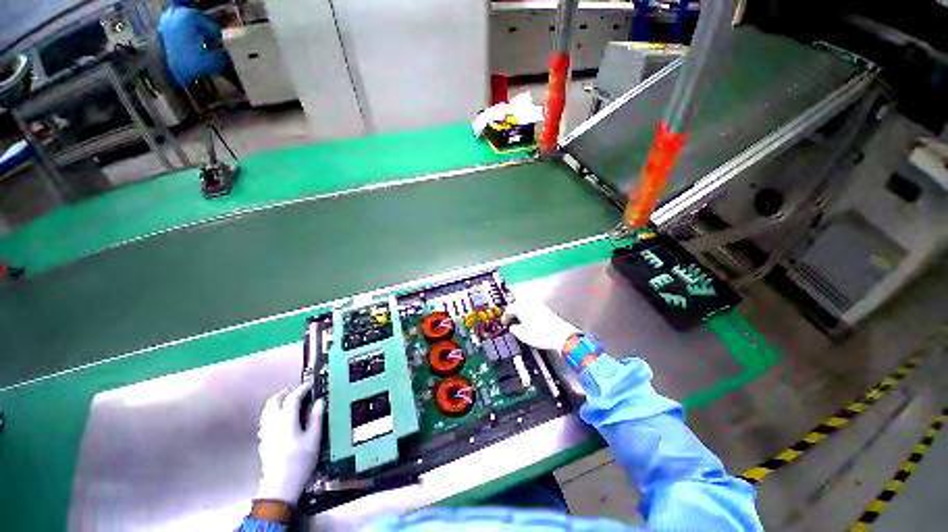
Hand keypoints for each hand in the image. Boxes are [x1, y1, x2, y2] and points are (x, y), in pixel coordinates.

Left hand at [256, 382, 324, 504]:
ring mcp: (266, 432)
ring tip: (289, 404)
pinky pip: (266, 421)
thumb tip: (319, 402)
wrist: (281, 485)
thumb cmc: (301, 460)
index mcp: (286, 419)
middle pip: (274, 401)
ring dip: (277, 403)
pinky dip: (273, 414)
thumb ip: (316, 417)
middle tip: (297, 393)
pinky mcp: (263, 441)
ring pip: (267, 410)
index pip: (293, 397)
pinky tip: (281, 420)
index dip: (302, 389)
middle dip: (285, 394)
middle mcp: (273, 423)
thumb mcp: (314, 437)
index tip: (310, 386)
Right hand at [504, 300, 578, 352]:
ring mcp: (538, 304)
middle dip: (511, 299)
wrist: (560, 335)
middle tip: (507, 301)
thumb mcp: (522, 334)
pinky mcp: (545, 309)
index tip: (504, 322)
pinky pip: (532, 305)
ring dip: (519, 303)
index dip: (505, 316)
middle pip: (517, 297)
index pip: (509, 309)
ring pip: (525, 300)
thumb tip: (512, 328)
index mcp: (521, 306)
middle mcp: (529, 302)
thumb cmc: (541, 334)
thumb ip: (514, 329)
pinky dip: (527, 308)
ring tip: (517, 311)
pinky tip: (527, 315)